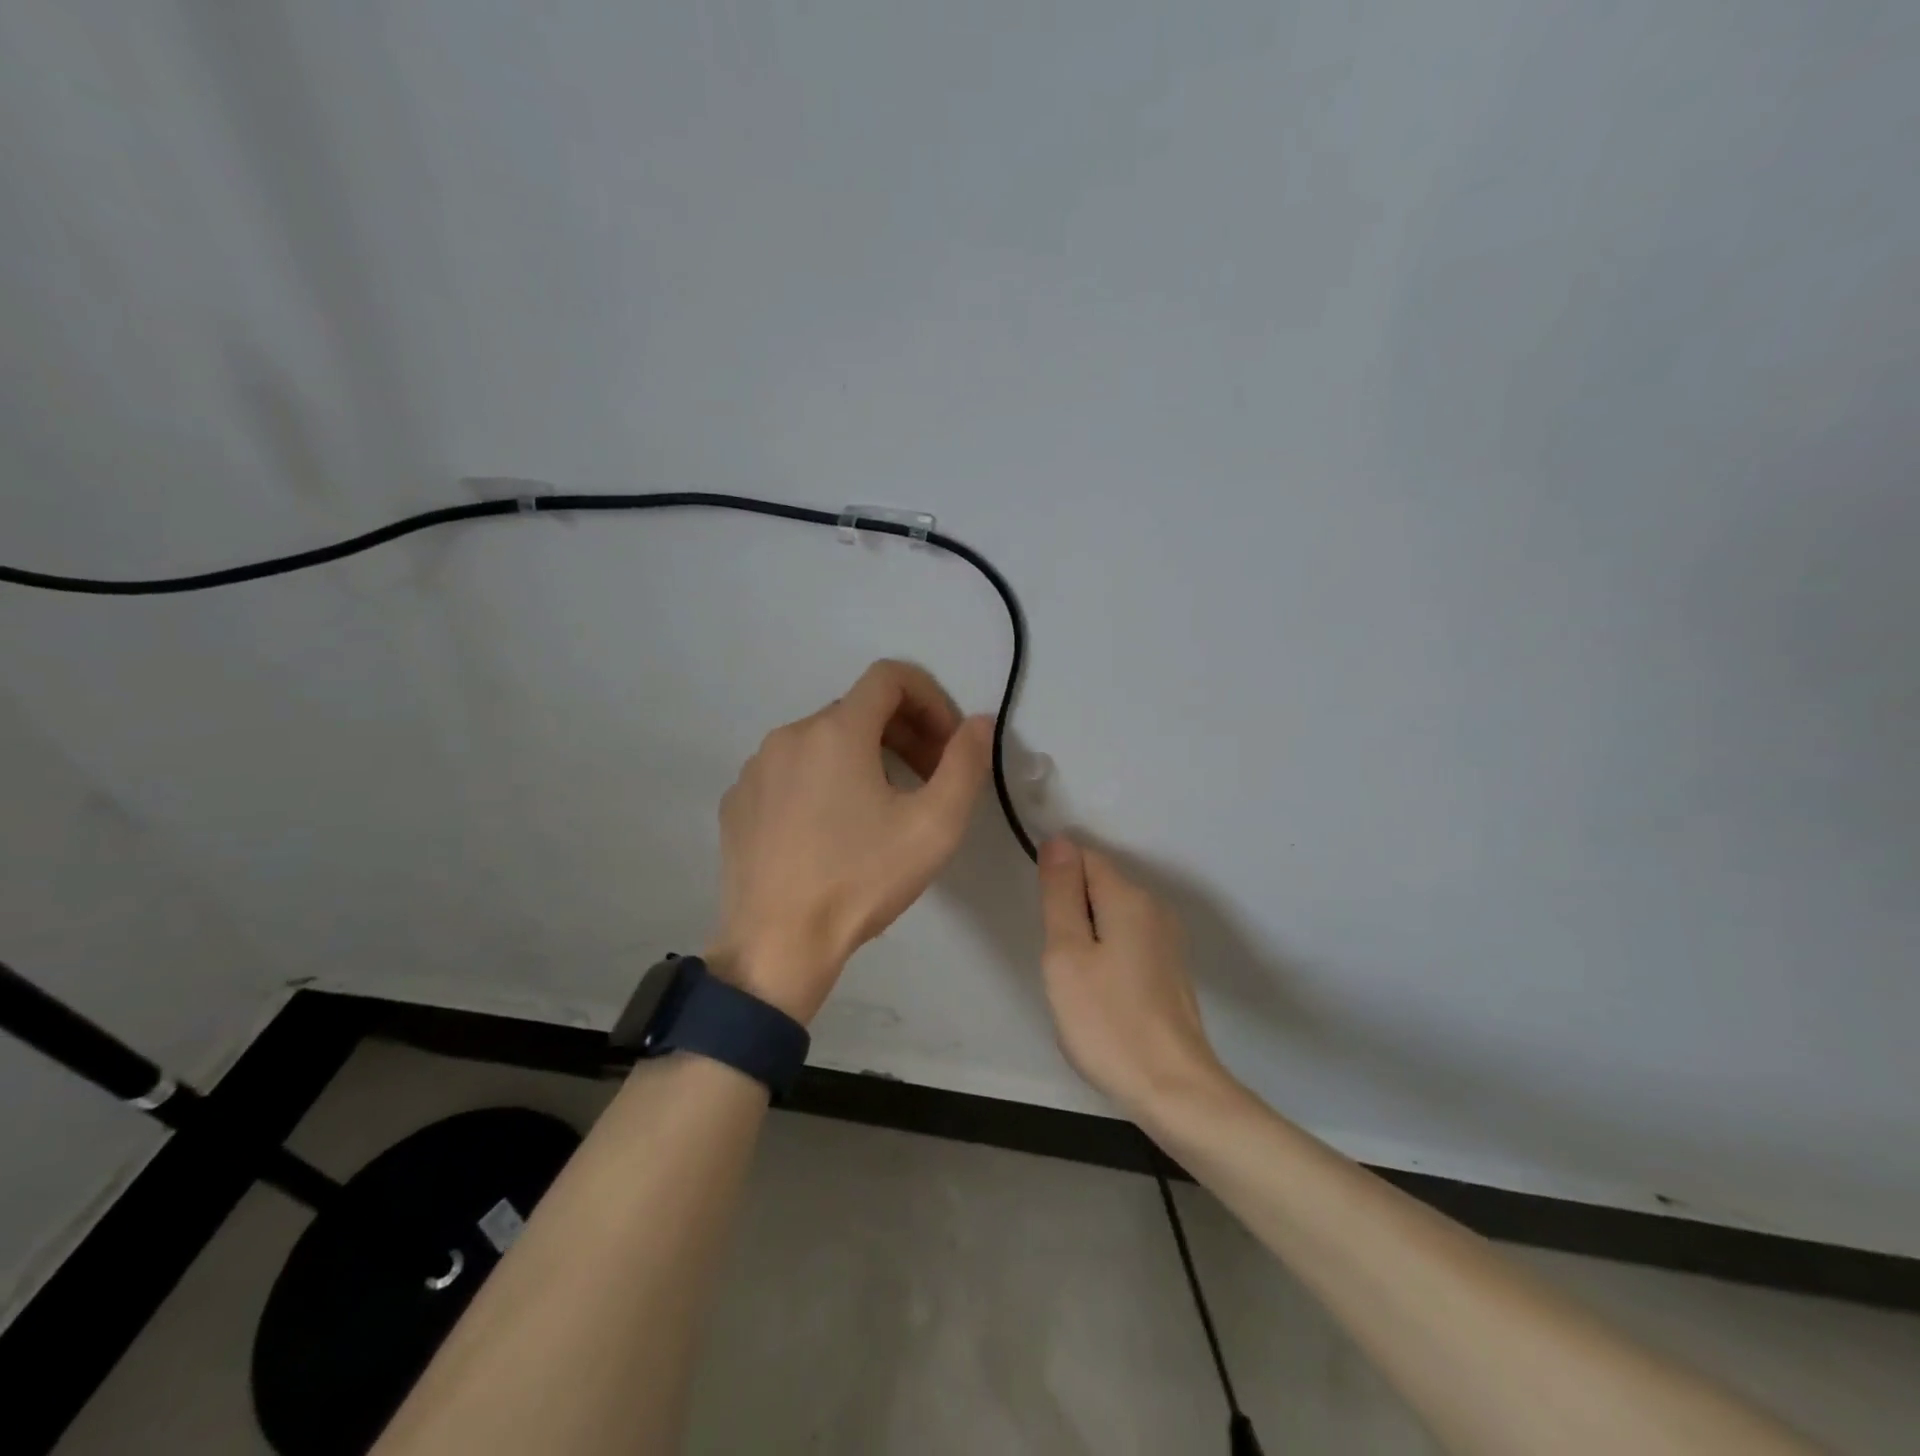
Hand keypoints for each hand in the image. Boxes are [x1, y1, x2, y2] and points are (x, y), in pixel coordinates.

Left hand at [711, 660, 992, 1023]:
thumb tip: (978, 723)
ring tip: (882, 808)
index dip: (931, 698)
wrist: (777, 945)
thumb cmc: (861, 880)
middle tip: (928, 779)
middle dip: (903, 732)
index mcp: (836, 731)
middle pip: (858, 709)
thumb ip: (966, 764)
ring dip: (863, 757)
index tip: (948, 743)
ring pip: (823, 741)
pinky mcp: (738, 801)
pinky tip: (832, 830)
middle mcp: (789, 735)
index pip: (890, 676)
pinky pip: (790, 771)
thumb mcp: (934, 825)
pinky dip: (822, 781)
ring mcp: (756, 768)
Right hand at [1036, 836, 1233, 1120]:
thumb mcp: (1066, 954)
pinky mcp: (1171, 968)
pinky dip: (1108, 958)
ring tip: (1081, 987)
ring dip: (1088, 939)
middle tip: (1062, 965)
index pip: (1082, 857)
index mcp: (1129, 897)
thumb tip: (1059, 840)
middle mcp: (1155, 908)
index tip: (1049, 928)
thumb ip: (1060, 893)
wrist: (1173, 1090)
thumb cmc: (1107, 1021)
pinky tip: (1105, 999)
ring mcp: (1168, 939)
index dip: (1056, 884)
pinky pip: (1128, 942)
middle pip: (1098, 886)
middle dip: (1071, 914)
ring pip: (1111, 917)